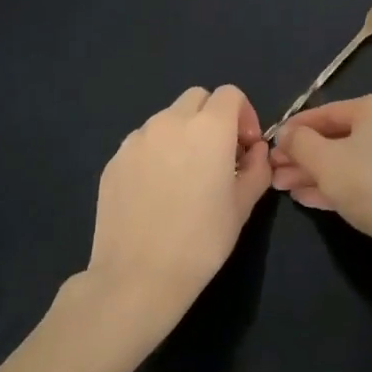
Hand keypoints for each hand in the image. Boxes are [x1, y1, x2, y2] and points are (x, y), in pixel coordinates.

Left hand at [75, 85, 271, 348]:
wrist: (138, 277)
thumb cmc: (202, 240)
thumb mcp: (244, 204)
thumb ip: (257, 167)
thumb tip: (255, 151)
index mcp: (209, 128)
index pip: (230, 94)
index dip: (243, 114)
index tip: (245, 147)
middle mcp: (170, 122)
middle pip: (196, 98)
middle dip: (212, 117)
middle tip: (218, 155)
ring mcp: (137, 140)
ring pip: (167, 118)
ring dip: (183, 134)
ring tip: (185, 175)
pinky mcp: (114, 161)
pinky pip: (143, 143)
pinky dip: (156, 153)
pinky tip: (158, 191)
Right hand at [269, 96, 371, 275]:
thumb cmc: (370, 183)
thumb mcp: (324, 160)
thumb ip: (300, 143)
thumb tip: (286, 133)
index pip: (327, 112)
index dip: (295, 128)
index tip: (270, 143)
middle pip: (338, 138)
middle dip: (303, 156)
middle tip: (273, 171)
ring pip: (348, 161)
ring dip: (314, 173)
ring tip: (282, 187)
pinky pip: (363, 180)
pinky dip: (335, 186)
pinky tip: (307, 198)